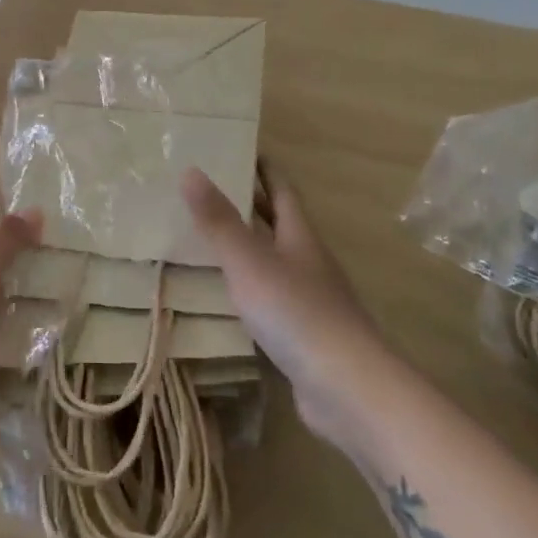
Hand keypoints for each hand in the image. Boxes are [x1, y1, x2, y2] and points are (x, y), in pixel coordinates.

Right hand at [182, 166, 380, 444]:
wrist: (347, 388)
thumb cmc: (296, 312)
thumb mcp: (248, 261)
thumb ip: (218, 220)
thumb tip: (190, 170)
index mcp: (300, 237)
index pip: (283, 192)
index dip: (264, 169)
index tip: (243, 149)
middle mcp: (309, 263)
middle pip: (281, 225)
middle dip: (254, 205)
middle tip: (214, 189)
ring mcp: (311, 301)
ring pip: (276, 263)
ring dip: (249, 248)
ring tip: (210, 239)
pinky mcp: (305, 336)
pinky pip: (272, 300)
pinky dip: (250, 289)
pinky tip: (229, 298)